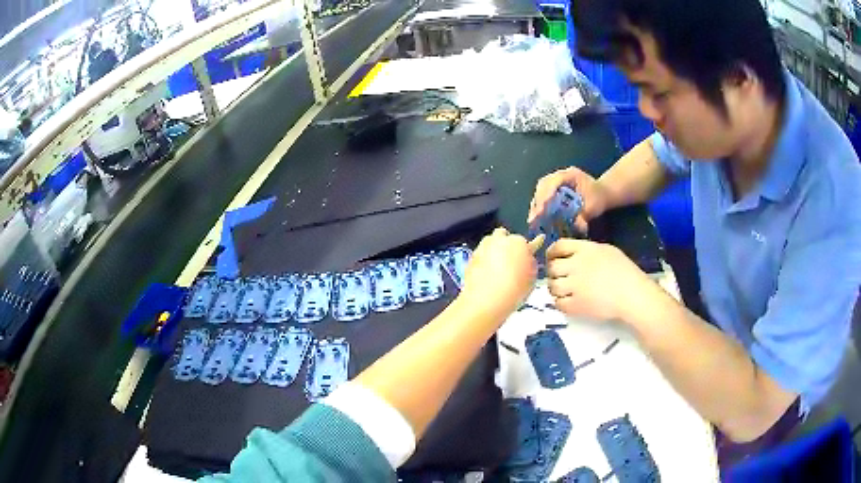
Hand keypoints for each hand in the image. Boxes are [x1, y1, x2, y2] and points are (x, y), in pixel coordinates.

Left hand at [460, 228, 543, 317]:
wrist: (487, 300)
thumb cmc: (515, 290)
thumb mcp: (531, 278)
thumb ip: (530, 264)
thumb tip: (527, 260)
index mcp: (519, 242)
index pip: (526, 241)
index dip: (527, 249)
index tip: (528, 252)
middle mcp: (500, 240)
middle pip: (503, 235)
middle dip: (506, 243)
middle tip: (509, 259)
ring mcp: (483, 247)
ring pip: (489, 242)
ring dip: (493, 249)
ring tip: (496, 265)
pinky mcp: (471, 257)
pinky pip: (480, 254)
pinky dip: (483, 259)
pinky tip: (486, 272)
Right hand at [527, 167, 609, 232]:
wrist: (602, 193)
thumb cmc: (599, 198)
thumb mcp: (594, 207)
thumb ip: (584, 215)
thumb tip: (576, 226)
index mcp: (571, 174)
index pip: (555, 181)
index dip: (546, 194)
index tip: (542, 210)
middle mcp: (560, 175)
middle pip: (543, 185)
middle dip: (538, 201)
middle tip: (535, 217)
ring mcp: (555, 181)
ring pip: (540, 190)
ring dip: (536, 205)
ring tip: (533, 220)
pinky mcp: (553, 189)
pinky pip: (542, 195)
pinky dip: (538, 206)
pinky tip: (536, 218)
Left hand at [546, 239, 656, 321]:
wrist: (633, 295)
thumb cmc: (625, 271)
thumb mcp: (607, 250)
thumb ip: (587, 250)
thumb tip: (571, 254)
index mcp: (585, 249)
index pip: (558, 245)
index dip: (552, 252)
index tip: (553, 258)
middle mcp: (577, 266)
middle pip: (552, 266)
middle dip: (553, 271)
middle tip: (559, 276)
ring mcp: (575, 286)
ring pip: (552, 286)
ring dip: (555, 288)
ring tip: (563, 290)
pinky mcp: (576, 305)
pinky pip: (558, 303)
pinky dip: (560, 303)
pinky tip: (568, 301)